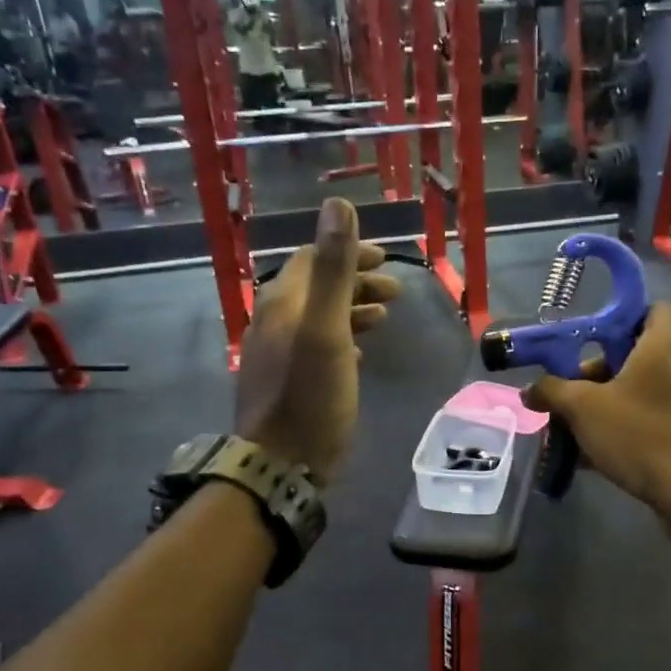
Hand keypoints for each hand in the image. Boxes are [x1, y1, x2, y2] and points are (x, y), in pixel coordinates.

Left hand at [235, 198, 399, 483]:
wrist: (281, 464)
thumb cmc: (310, 396)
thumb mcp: (326, 328)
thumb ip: (333, 269)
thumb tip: (338, 206)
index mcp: (282, 303)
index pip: (312, 259)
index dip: (350, 253)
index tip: (387, 261)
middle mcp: (274, 322)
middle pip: (316, 288)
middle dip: (357, 282)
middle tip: (396, 292)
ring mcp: (277, 354)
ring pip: (318, 318)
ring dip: (352, 310)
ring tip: (386, 317)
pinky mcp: (286, 382)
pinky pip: (316, 346)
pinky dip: (342, 338)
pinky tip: (360, 352)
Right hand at [523, 303, 670, 510]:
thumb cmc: (636, 433)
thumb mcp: (581, 408)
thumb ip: (551, 391)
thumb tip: (529, 390)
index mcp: (664, 346)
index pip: (653, 309)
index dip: (622, 317)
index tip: (591, 339)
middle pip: (639, 352)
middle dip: (601, 369)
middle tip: (573, 391)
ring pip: (642, 387)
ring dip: (610, 399)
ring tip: (579, 424)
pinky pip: (652, 413)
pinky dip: (627, 422)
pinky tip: (597, 449)